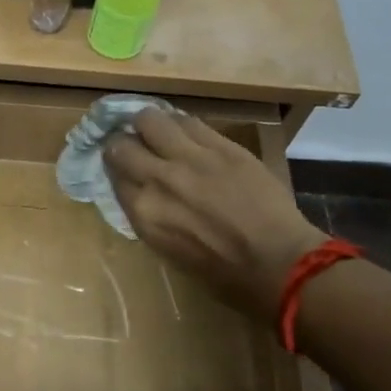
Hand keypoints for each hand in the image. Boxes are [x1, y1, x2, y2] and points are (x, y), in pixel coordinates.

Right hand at [103, 110, 326, 319]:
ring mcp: (190, 157)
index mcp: (143, 212)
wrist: (277, 261)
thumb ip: (147, 213)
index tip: (122, 167)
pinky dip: (179, 124)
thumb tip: (138, 189)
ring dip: (148, 125)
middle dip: (124, 143)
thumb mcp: (166, 248)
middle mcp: (158, 179)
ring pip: (150, 120)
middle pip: (121, 145)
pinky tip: (184, 132)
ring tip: (157, 131)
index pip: (113, 175)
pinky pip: (188, 121)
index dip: (116, 169)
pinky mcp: (221, 145)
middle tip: (133, 145)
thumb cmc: (220, 270)